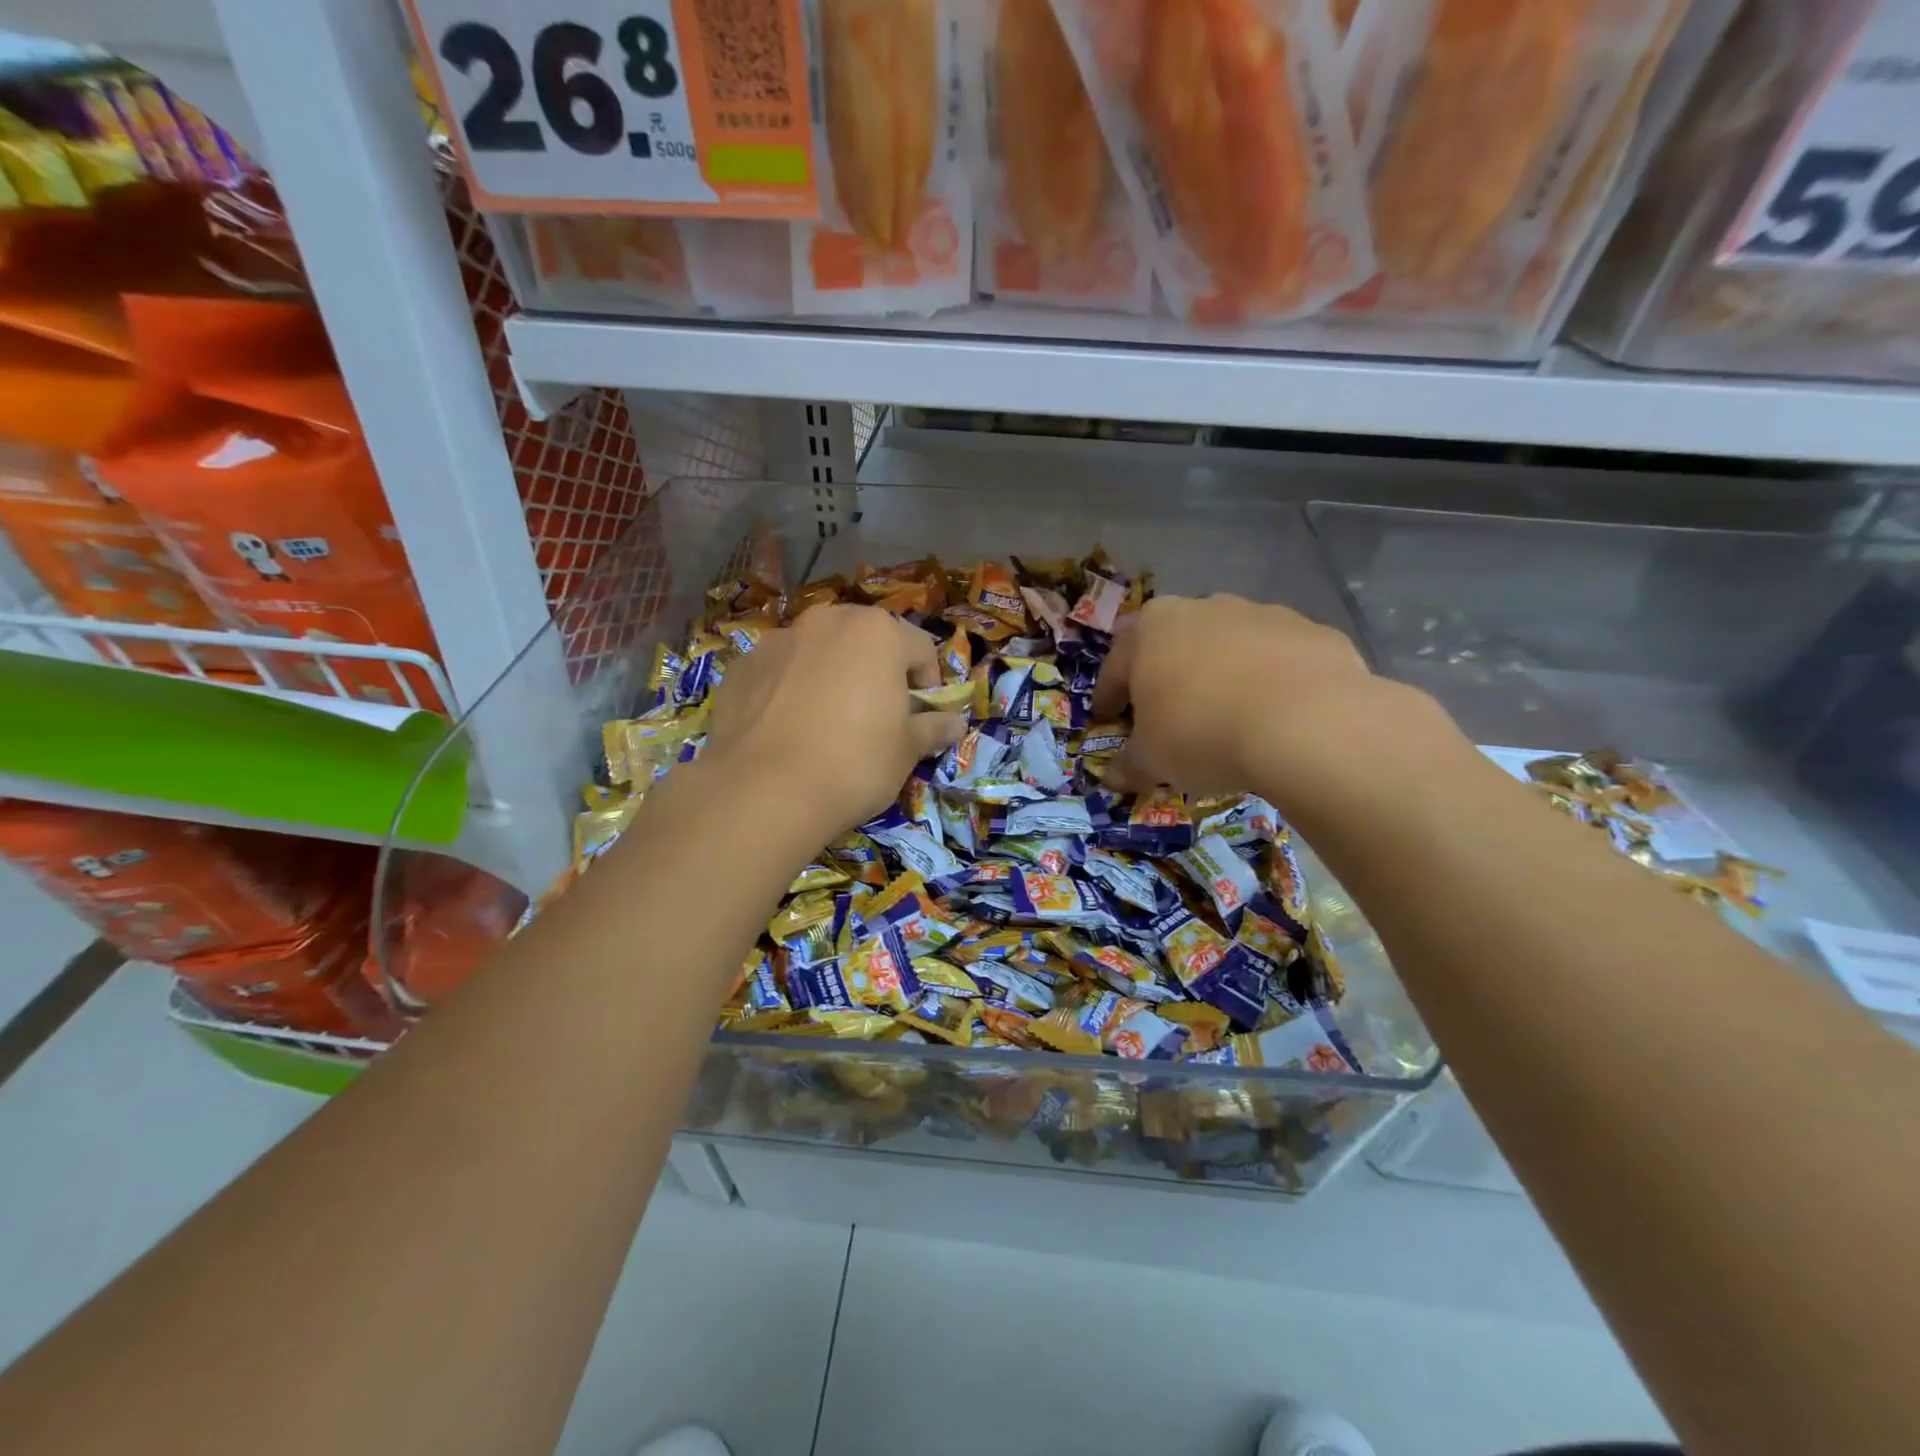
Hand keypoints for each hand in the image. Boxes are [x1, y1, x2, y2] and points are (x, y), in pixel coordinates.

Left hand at [705, 604, 966, 839]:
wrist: (763, 791)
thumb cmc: (854, 763)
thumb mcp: (906, 751)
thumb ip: (933, 728)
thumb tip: (956, 723)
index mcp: (877, 632)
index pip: (920, 648)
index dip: (928, 683)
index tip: (922, 716)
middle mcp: (827, 621)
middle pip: (866, 640)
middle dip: (876, 670)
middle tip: (876, 715)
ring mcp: (778, 641)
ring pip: (818, 652)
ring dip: (830, 675)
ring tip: (826, 722)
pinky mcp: (741, 667)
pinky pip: (779, 673)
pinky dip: (789, 690)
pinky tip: (787, 730)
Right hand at [1090, 594, 1463, 817]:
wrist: (1308, 723)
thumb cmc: (1202, 733)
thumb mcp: (1152, 761)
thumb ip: (1128, 765)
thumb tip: (1113, 776)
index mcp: (1151, 629)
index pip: (1116, 667)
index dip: (1108, 698)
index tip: (1108, 721)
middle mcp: (1202, 608)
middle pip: (1173, 646)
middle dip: (1166, 678)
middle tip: (1166, 717)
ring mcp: (1261, 614)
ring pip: (1228, 648)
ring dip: (1221, 676)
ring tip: (1227, 717)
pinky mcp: (1311, 631)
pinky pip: (1277, 660)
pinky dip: (1270, 682)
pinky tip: (1275, 716)